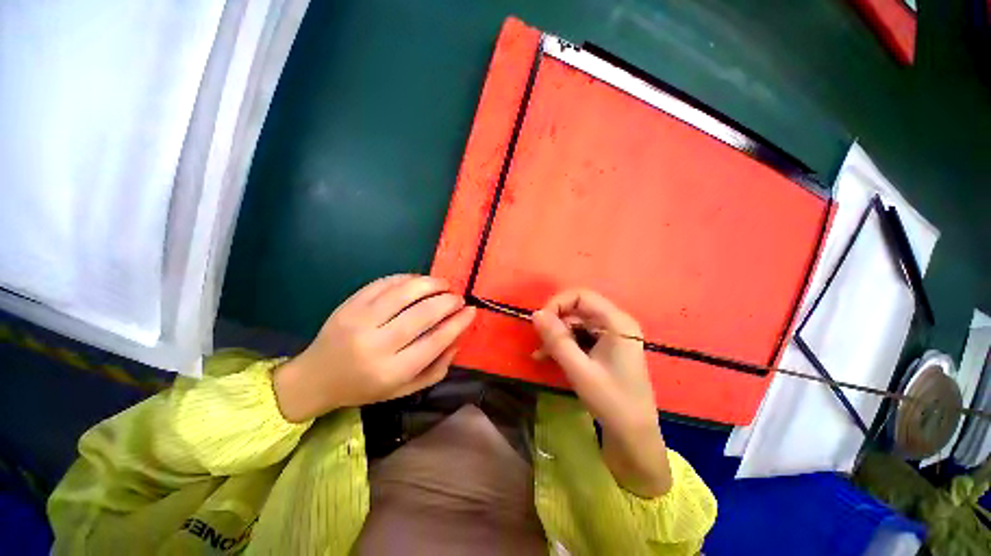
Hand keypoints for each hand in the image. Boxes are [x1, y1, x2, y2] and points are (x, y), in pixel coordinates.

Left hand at [273, 275, 475, 422]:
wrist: (316, 378)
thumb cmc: (365, 387)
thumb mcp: (404, 389)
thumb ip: (436, 368)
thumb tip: (458, 338)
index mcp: (392, 371)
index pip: (435, 341)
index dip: (458, 323)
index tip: (471, 311)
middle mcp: (376, 345)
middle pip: (422, 314)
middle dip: (448, 301)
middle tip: (458, 298)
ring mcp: (360, 320)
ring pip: (404, 292)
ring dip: (431, 284)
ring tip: (444, 285)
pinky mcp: (350, 304)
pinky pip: (385, 283)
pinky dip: (408, 278)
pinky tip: (419, 282)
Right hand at [532, 290, 671, 497]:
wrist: (634, 437)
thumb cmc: (612, 402)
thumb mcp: (579, 370)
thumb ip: (557, 340)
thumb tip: (535, 314)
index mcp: (617, 322)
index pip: (581, 296)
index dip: (557, 304)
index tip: (540, 322)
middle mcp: (615, 323)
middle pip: (577, 309)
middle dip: (555, 323)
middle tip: (539, 342)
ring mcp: (611, 335)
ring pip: (575, 323)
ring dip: (556, 336)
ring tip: (540, 354)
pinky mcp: (605, 347)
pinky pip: (579, 337)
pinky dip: (563, 344)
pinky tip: (547, 357)